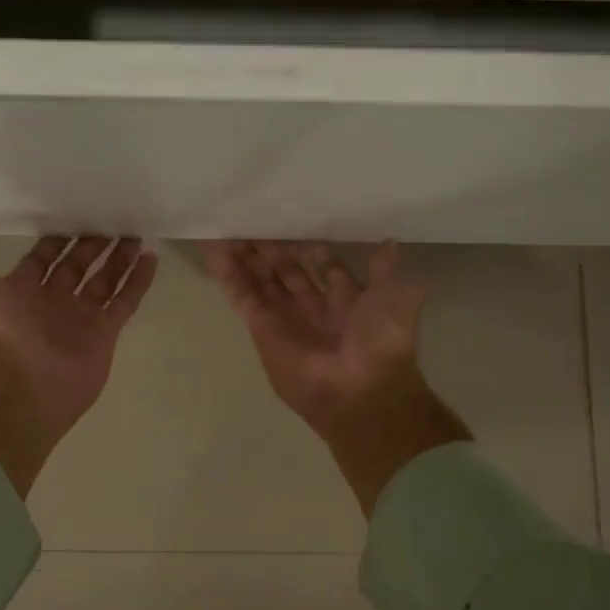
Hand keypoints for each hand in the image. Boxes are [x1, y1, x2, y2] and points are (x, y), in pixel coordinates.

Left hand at [0, 234, 157, 496]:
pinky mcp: (104, 334)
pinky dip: (138, 281)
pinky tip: (150, 257)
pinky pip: (125, 302)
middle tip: (112, 218)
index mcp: (20, 291)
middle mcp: (51, 303)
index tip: (74, 212)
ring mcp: (80, 319)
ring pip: (104, 281)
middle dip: (92, 245)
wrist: (17, 385)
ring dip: (118, 259)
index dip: (56, 239)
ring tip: (136, 234)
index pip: (42, 258)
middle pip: (77, 266)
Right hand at [204, 240, 469, 514]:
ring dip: (244, 255)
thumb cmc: (379, 342)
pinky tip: (215, 249)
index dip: (308, 244)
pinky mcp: (260, 327)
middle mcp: (311, 306)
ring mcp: (283, 317)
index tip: (293, 218)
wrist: (358, 392)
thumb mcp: (394, 298)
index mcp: (344, 299)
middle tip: (252, 217)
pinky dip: (228, 274)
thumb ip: (383, 272)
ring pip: (259, 279)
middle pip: (285, 270)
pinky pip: (241, 295)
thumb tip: (390, 242)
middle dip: (270, 246)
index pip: (322, 264)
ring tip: (227, 227)